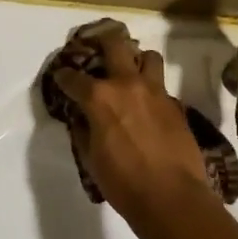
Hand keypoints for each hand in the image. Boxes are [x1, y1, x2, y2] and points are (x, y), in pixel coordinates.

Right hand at [52, 33, 211, 223]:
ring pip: (148, 56)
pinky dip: (152, 90)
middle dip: (103, 41)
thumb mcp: (92, 158)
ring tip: (131, 72)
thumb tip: (84, 119)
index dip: (64, 76)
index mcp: (100, 98)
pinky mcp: (176, 105)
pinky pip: (162, 86)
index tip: (61, 77)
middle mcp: (128, 85)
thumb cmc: (123, 182)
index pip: (74, 77)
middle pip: (115, 44)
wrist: (172, 197)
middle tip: (97, 49)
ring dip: (137, 60)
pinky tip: (148, 106)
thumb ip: (85, 131)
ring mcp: (156, 92)